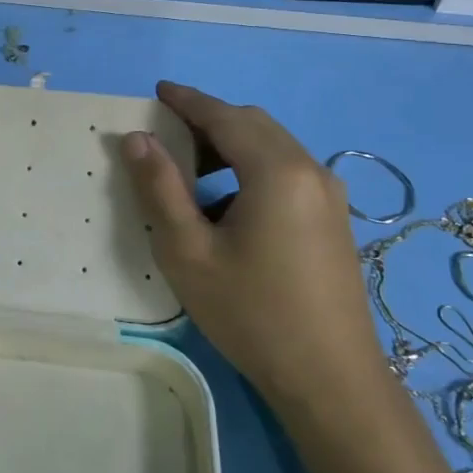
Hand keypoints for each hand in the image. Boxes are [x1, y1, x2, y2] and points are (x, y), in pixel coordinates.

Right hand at [121, 81, 381, 403]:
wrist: (331, 381)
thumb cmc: (252, 314)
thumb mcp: (189, 252)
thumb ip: (160, 188)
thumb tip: (137, 140)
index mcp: (277, 170)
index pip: (225, 116)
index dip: (188, 101)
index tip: (158, 91)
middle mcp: (311, 169)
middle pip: (253, 124)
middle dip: (209, 120)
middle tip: (167, 134)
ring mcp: (329, 195)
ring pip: (273, 147)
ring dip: (232, 145)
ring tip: (192, 171)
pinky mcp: (334, 219)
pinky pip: (288, 171)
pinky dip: (253, 167)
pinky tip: (229, 205)